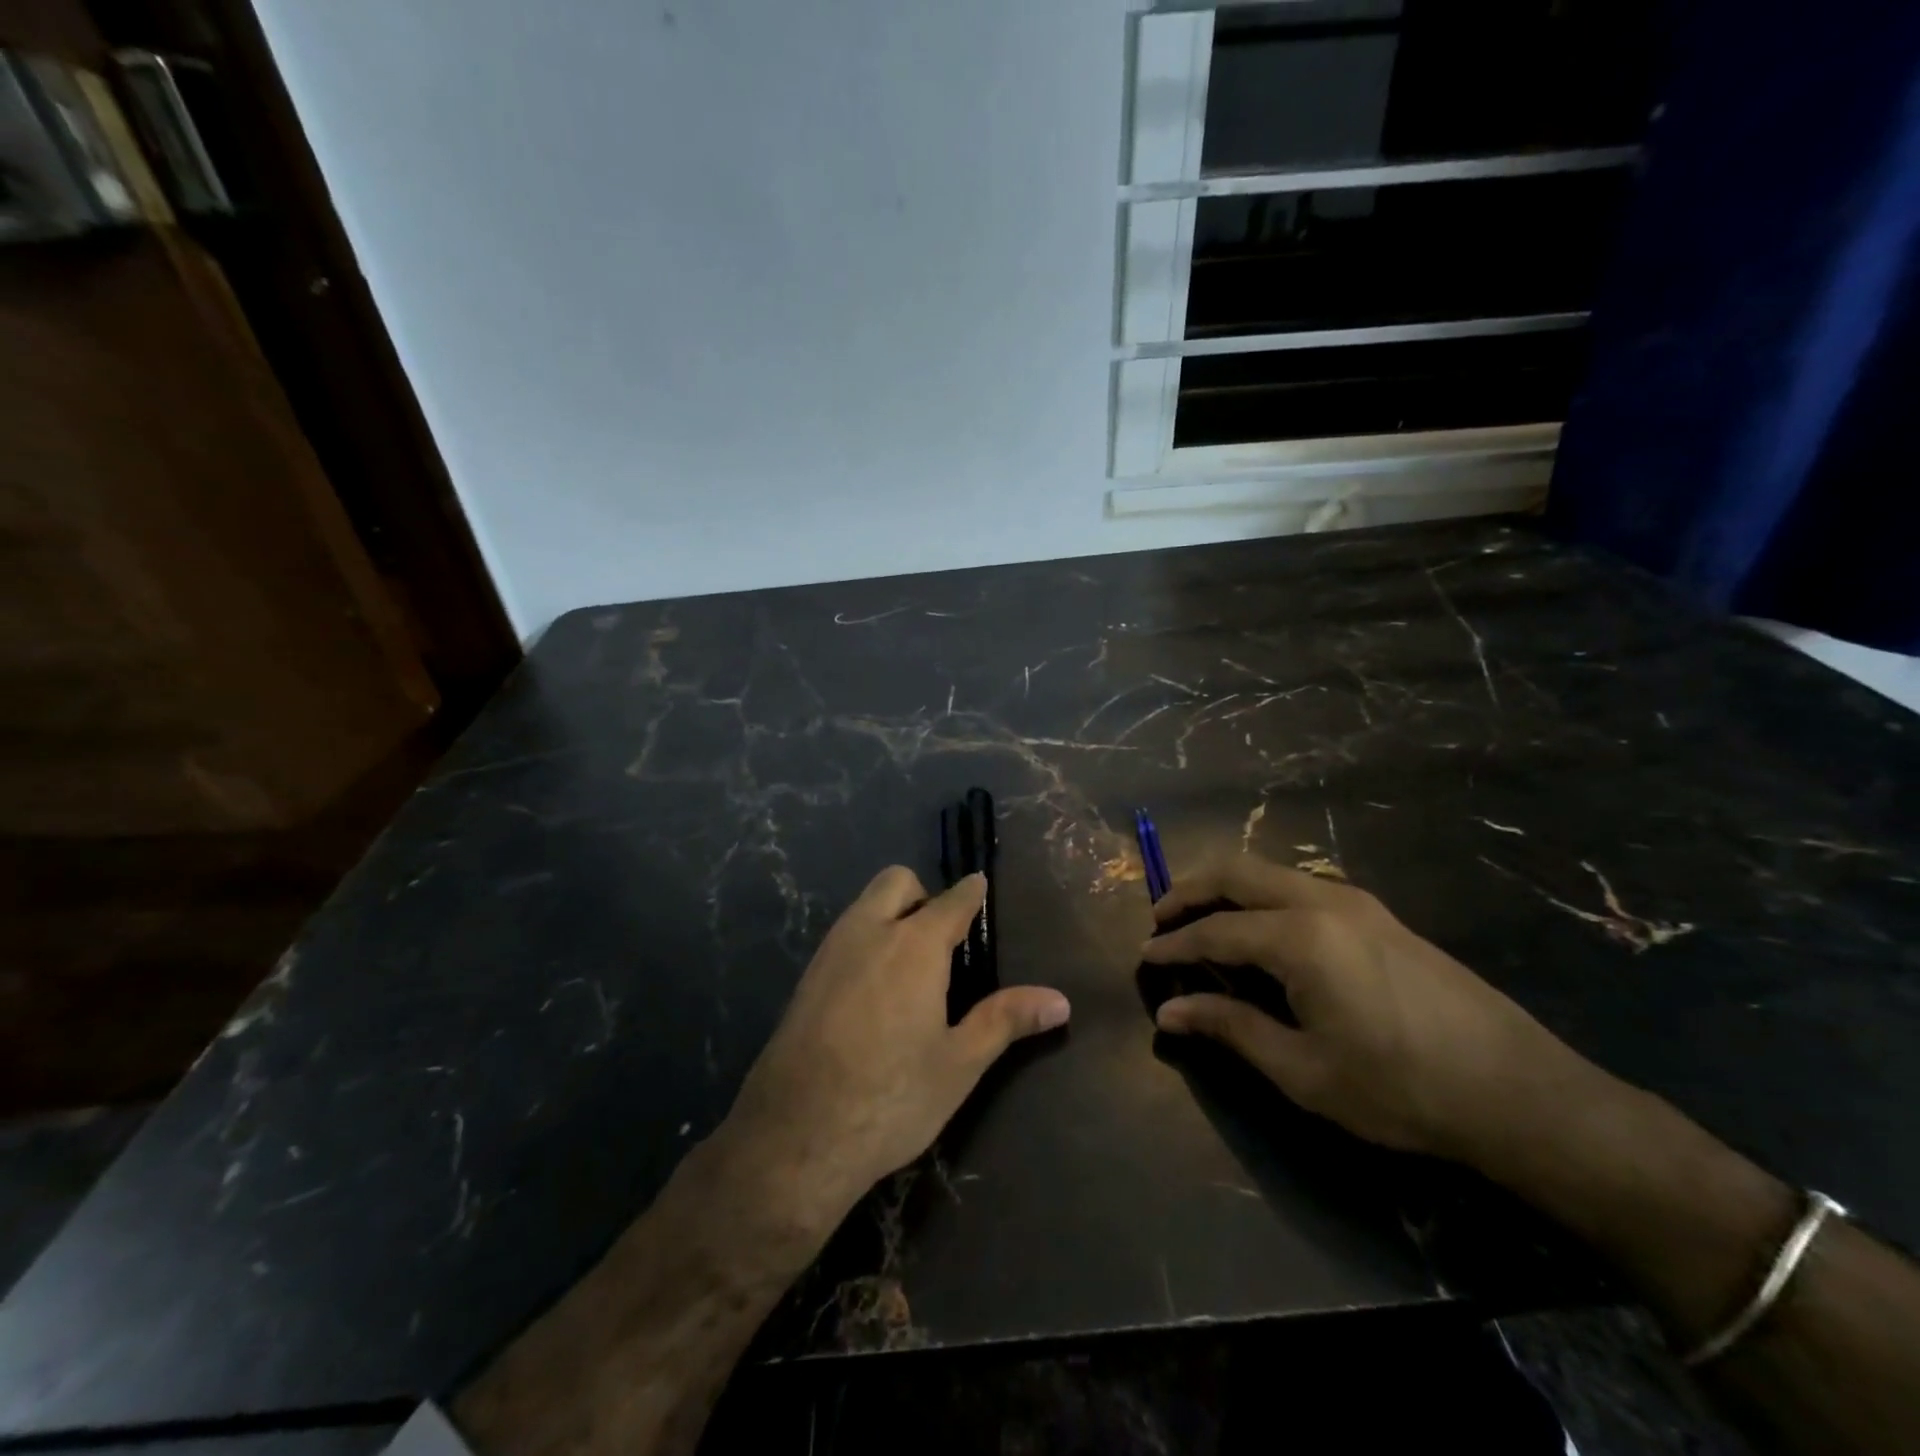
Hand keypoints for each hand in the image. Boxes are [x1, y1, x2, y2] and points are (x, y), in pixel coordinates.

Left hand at [723, 867, 1069, 1219]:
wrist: (794, 1137)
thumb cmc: (891, 1097)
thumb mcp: (959, 1063)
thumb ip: (1006, 1020)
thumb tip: (1060, 1000)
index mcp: (914, 944)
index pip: (952, 899)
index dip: (971, 892)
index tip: (981, 889)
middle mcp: (869, 931)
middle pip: (898, 882)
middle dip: (923, 895)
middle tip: (942, 940)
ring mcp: (830, 951)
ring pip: (865, 904)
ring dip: (891, 914)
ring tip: (911, 967)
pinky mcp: (806, 976)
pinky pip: (844, 935)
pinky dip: (866, 940)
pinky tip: (873, 991)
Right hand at [1143, 855, 1582, 1161]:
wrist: (1521, 1094)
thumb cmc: (1401, 1089)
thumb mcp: (1304, 1070)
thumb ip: (1230, 1028)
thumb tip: (1169, 1013)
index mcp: (1300, 937)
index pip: (1215, 931)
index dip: (1173, 944)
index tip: (1145, 958)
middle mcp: (1323, 902)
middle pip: (1237, 874)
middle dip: (1190, 890)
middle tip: (1160, 918)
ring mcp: (1358, 902)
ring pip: (1271, 873)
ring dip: (1228, 889)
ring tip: (1202, 920)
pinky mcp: (1381, 916)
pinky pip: (1301, 887)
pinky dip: (1263, 897)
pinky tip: (1262, 932)